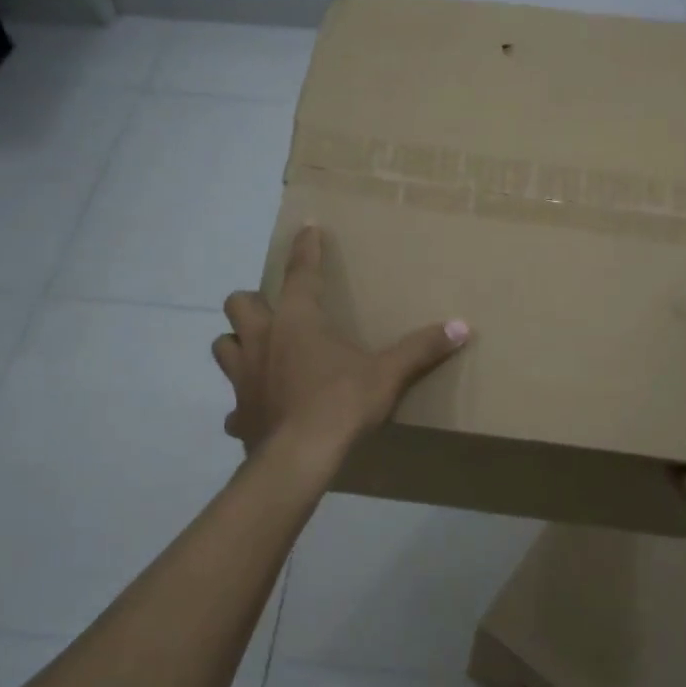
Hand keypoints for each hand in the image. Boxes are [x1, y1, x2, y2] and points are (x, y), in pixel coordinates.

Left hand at [214, 224, 469, 460]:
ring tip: (258, 353)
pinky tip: (259, 412)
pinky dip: (244, 406)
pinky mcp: (239, 414)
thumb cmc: (341, 404)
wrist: (299, 459)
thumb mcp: (387, 374)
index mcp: (297, 321)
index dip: (305, 247)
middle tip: (273, 312)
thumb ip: (421, 348)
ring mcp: (243, 378)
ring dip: (238, 345)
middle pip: (239, 304)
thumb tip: (462, 326)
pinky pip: (233, 406)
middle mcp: (262, 340)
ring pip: (224, 347)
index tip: (307, 228)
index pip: (300, 272)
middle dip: (252, 302)